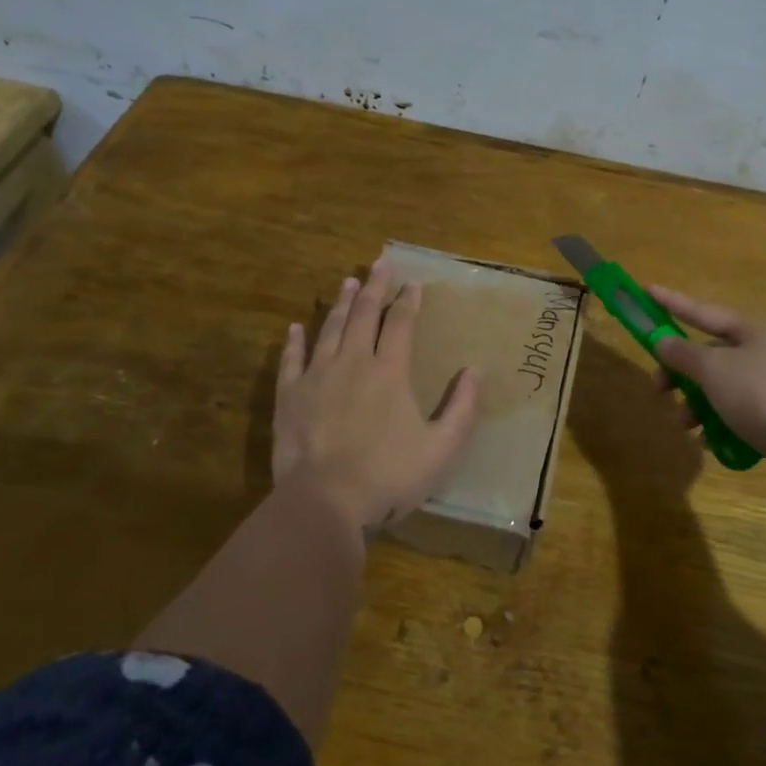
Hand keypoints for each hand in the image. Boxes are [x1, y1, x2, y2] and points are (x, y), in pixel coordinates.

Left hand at [272, 258, 480, 529]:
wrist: (324, 502)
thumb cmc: (388, 475)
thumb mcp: (441, 448)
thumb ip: (462, 408)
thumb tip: (475, 370)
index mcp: (389, 371)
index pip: (400, 323)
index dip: (408, 300)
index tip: (413, 282)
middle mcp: (353, 362)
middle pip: (364, 315)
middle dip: (374, 287)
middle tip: (379, 263)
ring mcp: (317, 377)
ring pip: (329, 329)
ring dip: (340, 304)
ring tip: (347, 282)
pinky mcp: (289, 396)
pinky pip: (291, 360)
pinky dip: (294, 341)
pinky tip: (295, 327)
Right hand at [648, 286, 765, 501]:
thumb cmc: (762, 396)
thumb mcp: (714, 369)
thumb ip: (683, 354)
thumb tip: (663, 341)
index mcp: (755, 331)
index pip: (704, 312)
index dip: (673, 302)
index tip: (647, 290)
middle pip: (711, 354)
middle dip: (681, 371)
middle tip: (659, 388)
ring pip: (721, 388)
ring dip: (696, 403)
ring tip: (686, 424)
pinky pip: (737, 415)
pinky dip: (719, 424)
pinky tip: (710, 441)